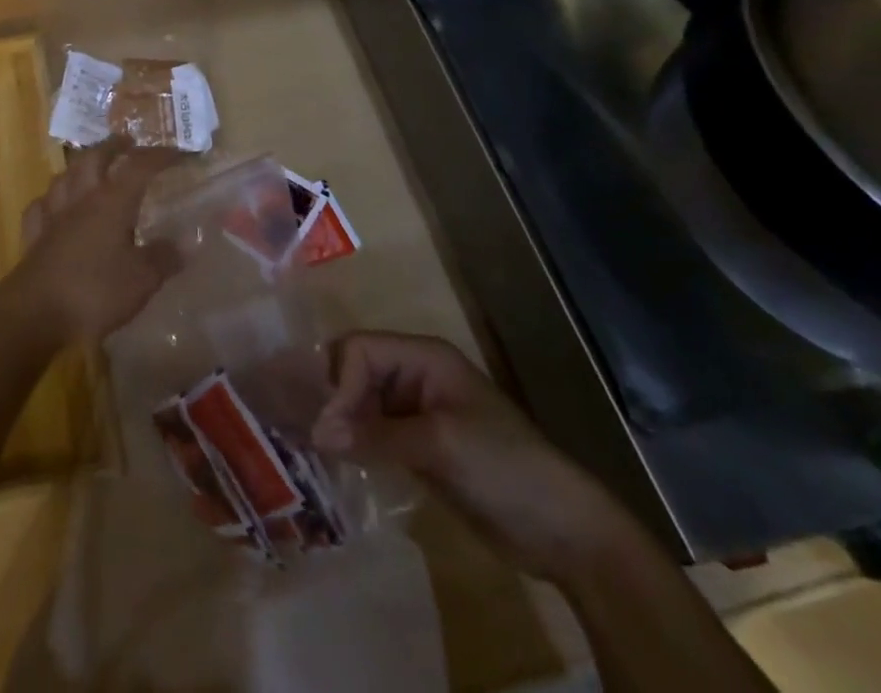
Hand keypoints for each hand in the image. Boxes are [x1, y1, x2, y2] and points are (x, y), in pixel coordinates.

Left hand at [5, 140, 183, 345]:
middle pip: (94, 158)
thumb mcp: (142, 280)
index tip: (179, 154)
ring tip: (90, 167)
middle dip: (112, 146)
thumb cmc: (94, 291)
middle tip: (127, 142)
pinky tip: (54, 205)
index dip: (159, 156)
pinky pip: (41, 206)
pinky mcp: (33, 236)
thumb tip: (187, 242)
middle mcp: (81, 199)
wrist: (34, 313)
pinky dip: (51, 200)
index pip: (139, 167)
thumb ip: (164, 258)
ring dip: (80, 166)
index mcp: (112, 202)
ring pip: (65, 176)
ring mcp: (53, 215)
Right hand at [312, 333, 646, 583]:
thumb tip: (317, 433)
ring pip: (361, 402)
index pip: (360, 349)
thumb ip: (376, 436)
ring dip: (342, 423)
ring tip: (323, 454)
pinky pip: (374, 432)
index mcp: (423, 357)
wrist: (564, 530)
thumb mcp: (439, 444)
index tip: (331, 427)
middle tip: (319, 439)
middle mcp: (414, 375)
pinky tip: (344, 464)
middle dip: (335, 399)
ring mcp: (416, 411)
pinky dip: (357, 444)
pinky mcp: (418, 445)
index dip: (340, 381)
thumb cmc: (504, 466)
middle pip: (355, 370)